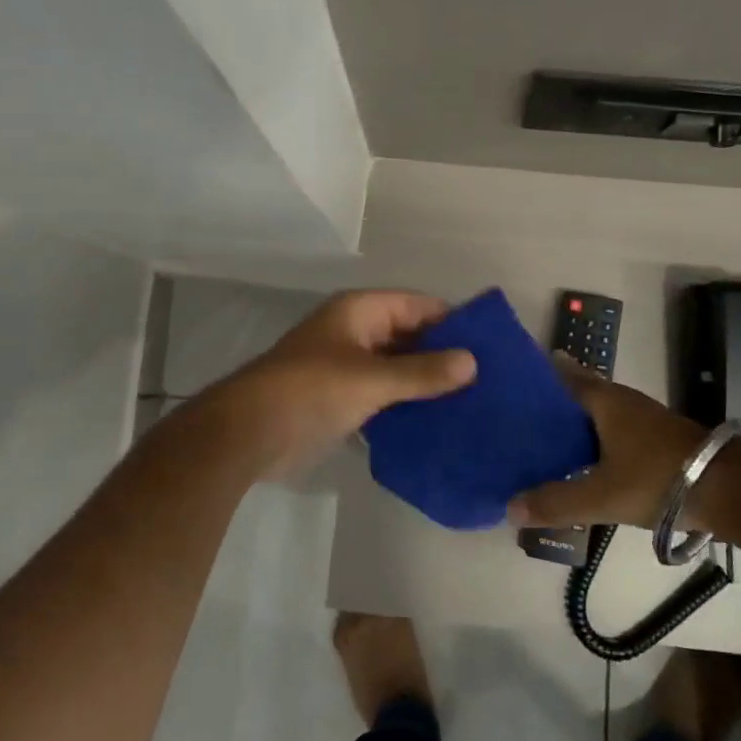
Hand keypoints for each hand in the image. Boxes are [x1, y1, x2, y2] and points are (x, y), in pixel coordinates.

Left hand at [230, 290, 476, 470]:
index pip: (419, 306)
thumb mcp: (371, 379)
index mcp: (360, 311)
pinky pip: (384, 394)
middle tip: (490, 380)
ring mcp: (347, 366)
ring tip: (474, 403)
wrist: (247, 434)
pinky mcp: (341, 398)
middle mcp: (356, 331)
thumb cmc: (310, 391)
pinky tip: (439, 422)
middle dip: (444, 355)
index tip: (492, 346)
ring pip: (398, 367)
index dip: (454, 322)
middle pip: (410, 336)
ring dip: (426, 383)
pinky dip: (406, 404)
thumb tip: (472, 362)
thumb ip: (421, 372)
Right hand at [506, 355, 708, 528]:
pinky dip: (599, 442)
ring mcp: (647, 421)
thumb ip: (556, 502)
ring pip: (602, 416)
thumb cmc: (658, 479)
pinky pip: (618, 433)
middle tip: (523, 417)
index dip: (544, 375)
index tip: (517, 379)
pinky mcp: (662, 442)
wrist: (732, 491)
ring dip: (579, 425)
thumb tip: (509, 508)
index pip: (567, 377)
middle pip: (583, 395)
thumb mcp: (601, 496)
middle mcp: (626, 402)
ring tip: (550, 442)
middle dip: (556, 404)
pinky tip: (589, 464)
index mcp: (607, 401)